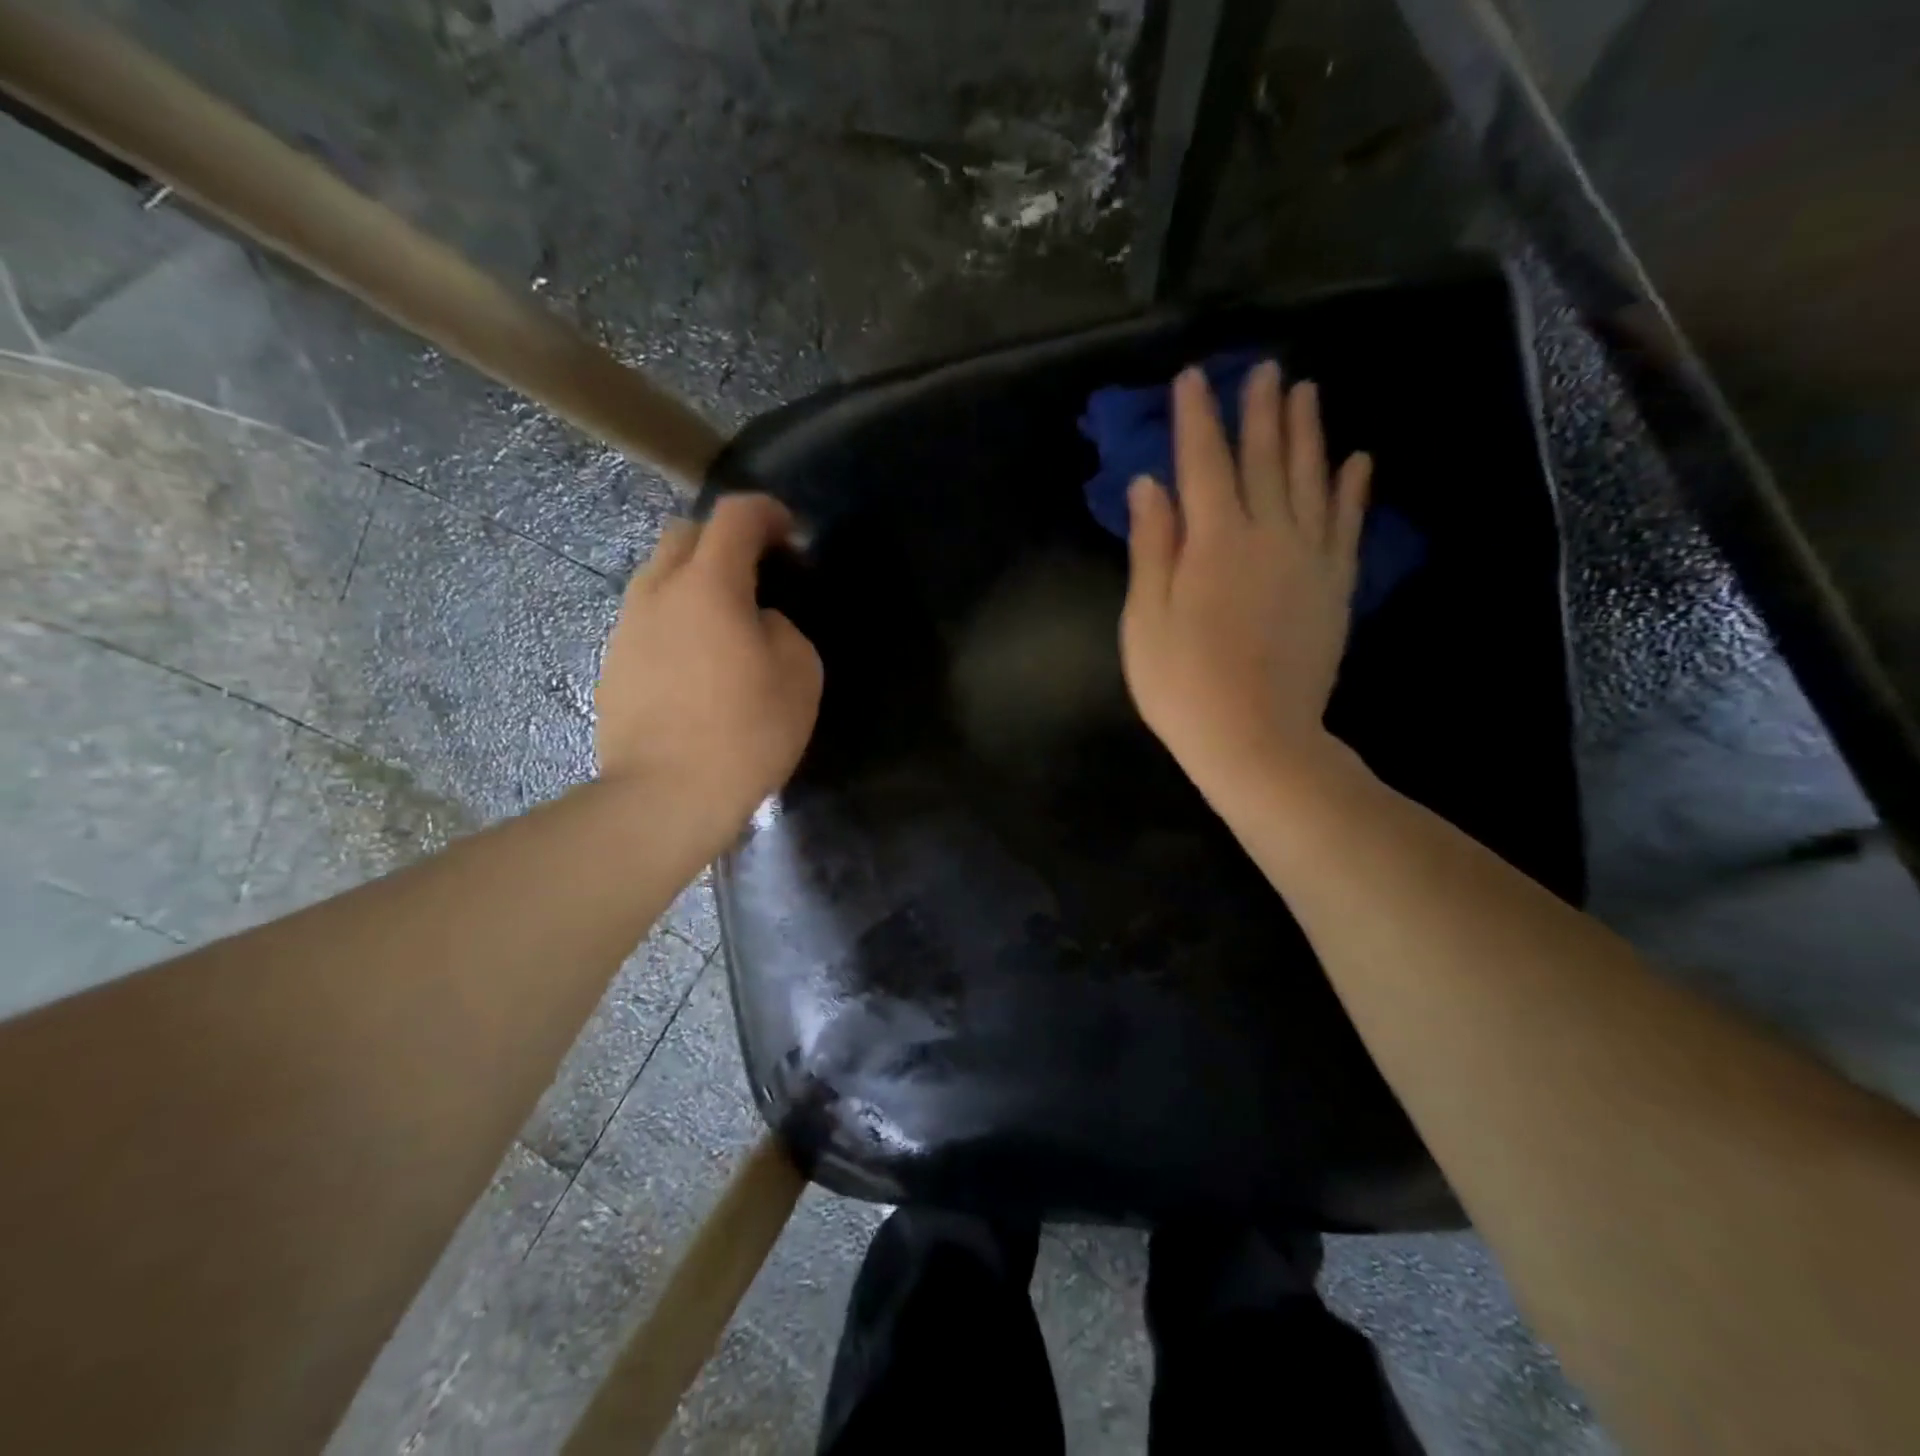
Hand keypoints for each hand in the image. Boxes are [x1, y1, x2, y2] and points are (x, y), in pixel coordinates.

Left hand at [596, 493, 822, 830]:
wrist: (666, 796)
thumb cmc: (746, 732)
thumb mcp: (799, 673)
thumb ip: (782, 627)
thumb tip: (758, 621)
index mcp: (708, 584)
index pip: (735, 515)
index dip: (768, 513)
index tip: (791, 536)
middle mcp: (658, 591)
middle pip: (686, 534)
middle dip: (725, 540)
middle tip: (758, 575)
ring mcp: (627, 628)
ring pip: (659, 576)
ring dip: (696, 581)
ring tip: (726, 622)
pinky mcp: (613, 664)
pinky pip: (648, 619)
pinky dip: (676, 620)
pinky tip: (697, 663)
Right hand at [1120, 362, 1371, 795]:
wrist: (1256, 739)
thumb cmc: (1182, 685)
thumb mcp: (1144, 620)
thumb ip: (1151, 547)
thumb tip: (1149, 485)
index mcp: (1213, 542)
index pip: (1202, 464)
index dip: (1196, 419)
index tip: (1194, 378)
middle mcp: (1267, 535)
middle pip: (1263, 460)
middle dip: (1259, 412)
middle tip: (1263, 369)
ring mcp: (1308, 559)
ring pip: (1311, 480)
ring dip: (1308, 433)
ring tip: (1305, 392)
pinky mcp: (1335, 587)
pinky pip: (1347, 525)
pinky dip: (1352, 490)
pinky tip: (1357, 460)